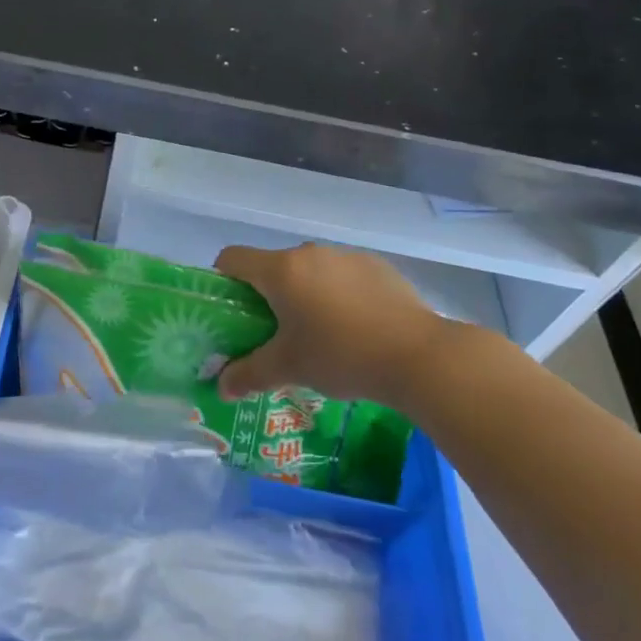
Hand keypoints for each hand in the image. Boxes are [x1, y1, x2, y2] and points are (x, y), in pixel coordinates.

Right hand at [213, 243, 459, 410]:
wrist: (419, 356)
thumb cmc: (342, 356)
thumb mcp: (289, 368)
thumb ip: (248, 374)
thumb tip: (220, 387)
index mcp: (281, 270)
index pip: (232, 259)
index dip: (222, 282)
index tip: (231, 312)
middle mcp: (310, 253)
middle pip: (272, 266)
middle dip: (267, 296)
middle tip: (274, 333)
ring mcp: (346, 256)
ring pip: (310, 271)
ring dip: (304, 294)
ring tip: (320, 335)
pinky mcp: (377, 266)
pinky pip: (343, 276)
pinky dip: (338, 295)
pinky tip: (356, 328)